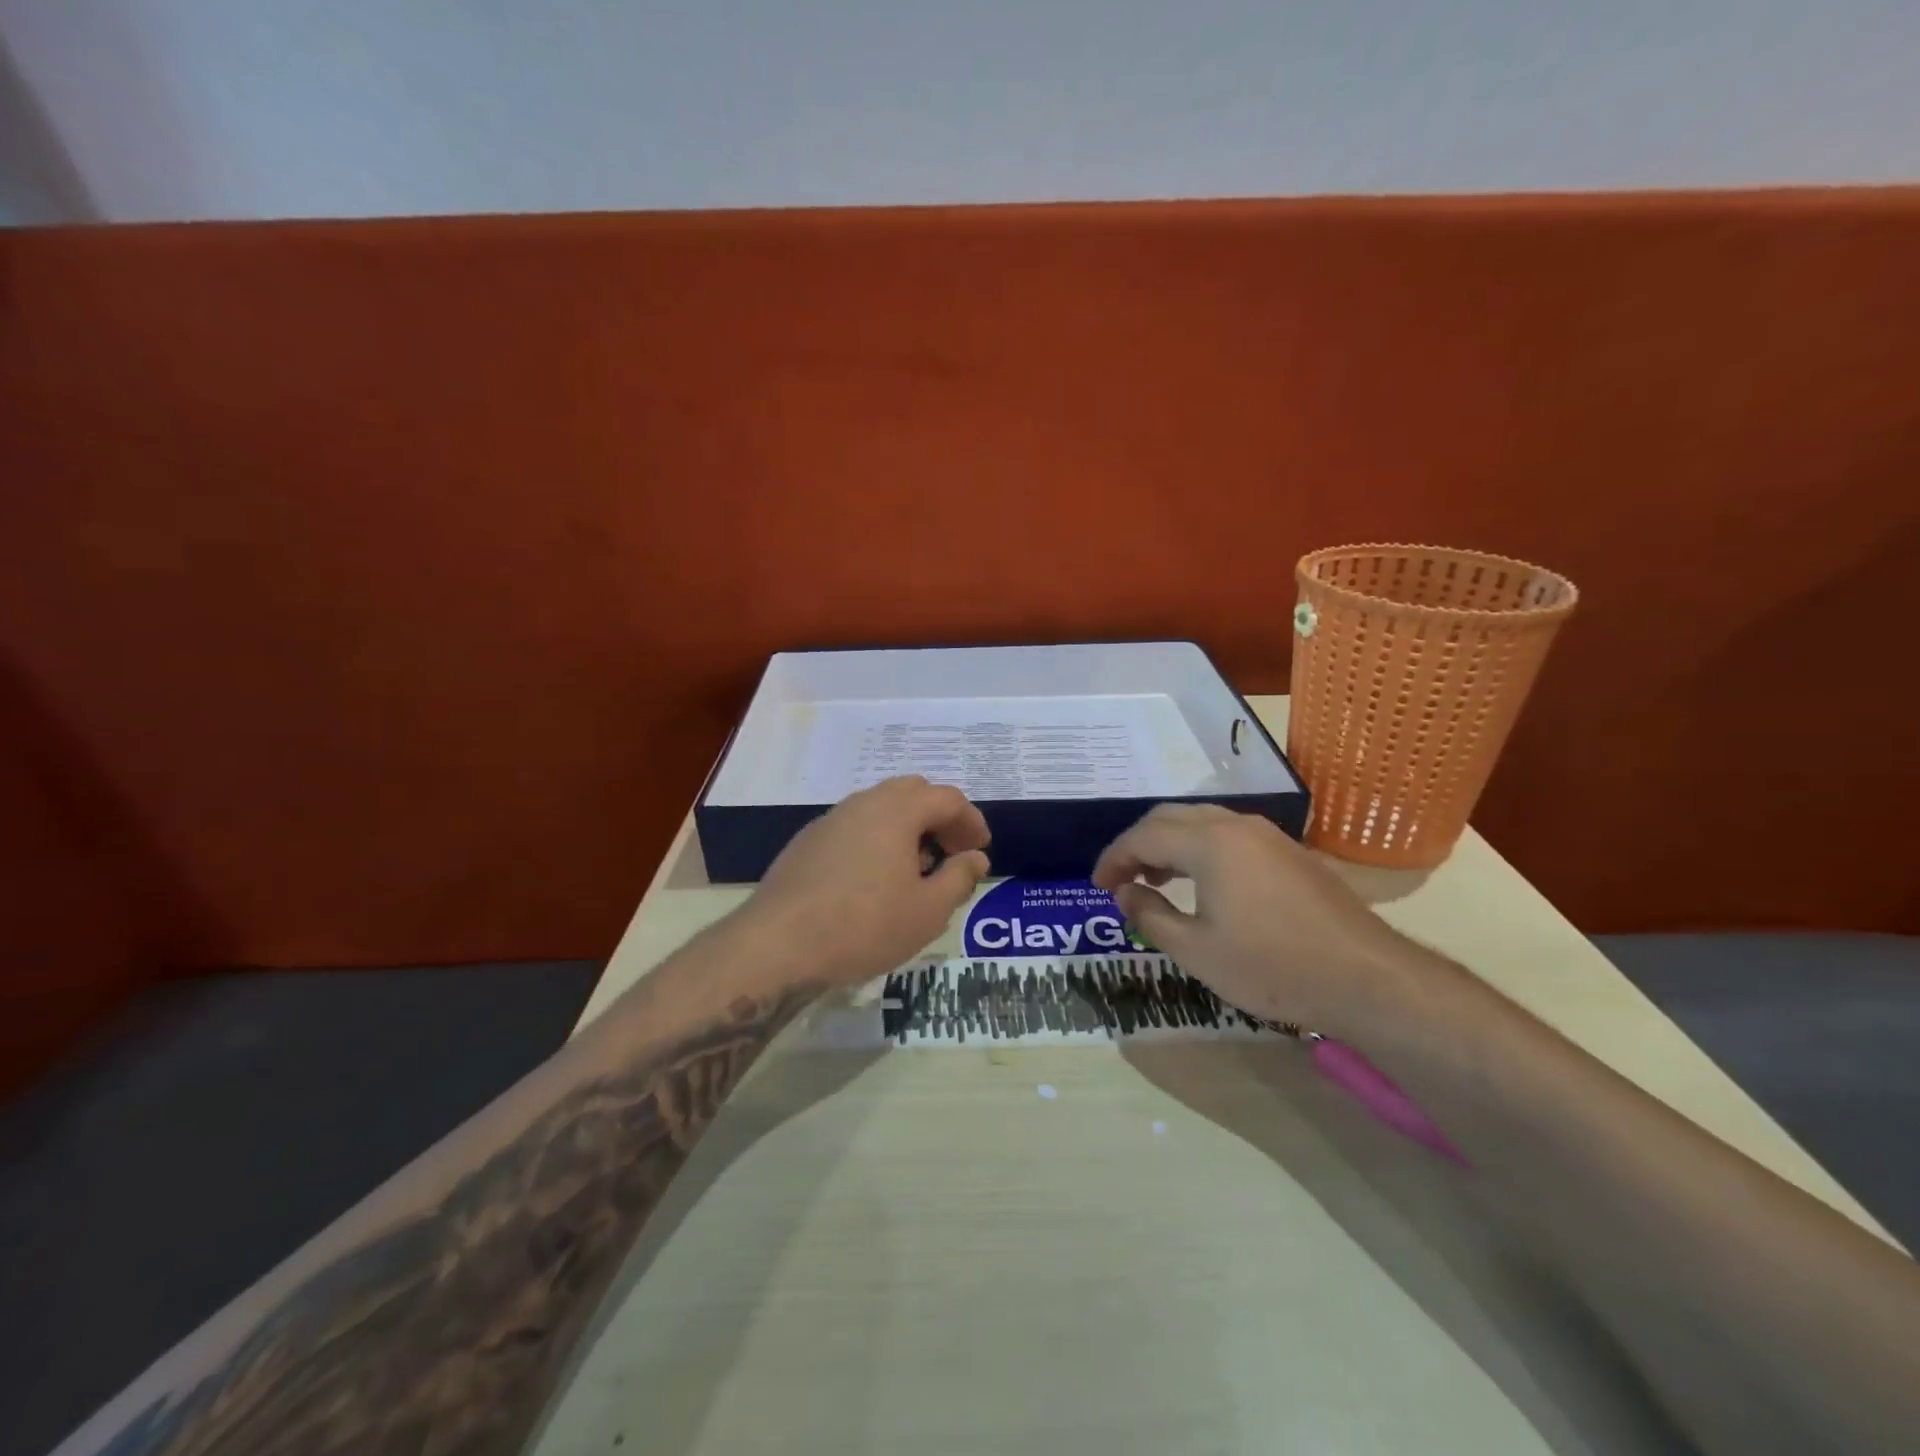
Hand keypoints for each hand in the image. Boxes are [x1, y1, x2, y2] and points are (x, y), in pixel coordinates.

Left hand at [740, 776, 992, 987]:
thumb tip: (975, 858)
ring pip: (879, 808)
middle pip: (911, 792)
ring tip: (915, 869)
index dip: (971, 820)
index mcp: (897, 811)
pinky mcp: (807, 842)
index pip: (947, 798)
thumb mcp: (928, 911)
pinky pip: (854, 827)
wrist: (778, 945)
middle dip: (938, 817)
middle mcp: (863, 803)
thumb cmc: (865, 926)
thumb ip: (959, 878)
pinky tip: (874, 879)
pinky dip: (876, 839)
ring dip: (906, 828)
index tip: (980, 849)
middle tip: (951, 852)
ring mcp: (830, 820)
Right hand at [1091, 804, 1411, 1035]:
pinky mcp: (1289, 852)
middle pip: (1170, 818)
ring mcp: (1268, 835)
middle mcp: (1236, 825)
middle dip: (1138, 844)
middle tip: (1121, 879)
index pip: (1143, 837)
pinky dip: (1200, 849)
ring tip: (1156, 880)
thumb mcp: (1196, 950)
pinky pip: (1229, 834)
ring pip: (1201, 822)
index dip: (1113, 858)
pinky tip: (1203, 883)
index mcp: (1209, 843)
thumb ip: (1150, 915)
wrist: (1366, 978)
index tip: (1097, 885)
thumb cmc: (1271, 967)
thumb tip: (1125, 892)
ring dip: (1169, 844)